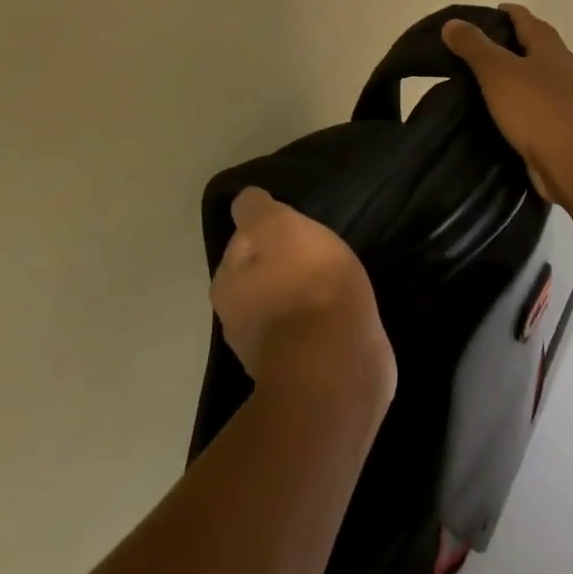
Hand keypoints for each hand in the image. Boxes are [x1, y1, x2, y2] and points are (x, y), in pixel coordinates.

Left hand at [212, 188, 395, 412]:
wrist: (338, 364)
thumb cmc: (306, 285)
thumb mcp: (277, 226)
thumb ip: (256, 209)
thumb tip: (247, 200)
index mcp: (227, 285)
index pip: (242, 242)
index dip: (267, 230)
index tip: (295, 225)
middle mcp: (238, 320)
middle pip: (260, 277)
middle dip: (283, 265)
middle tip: (318, 251)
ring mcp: (270, 353)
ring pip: (285, 307)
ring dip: (303, 295)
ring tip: (335, 281)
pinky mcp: (305, 373)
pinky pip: (311, 333)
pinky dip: (322, 322)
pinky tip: (345, 312)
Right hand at [442, 3, 572, 205]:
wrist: (568, 162)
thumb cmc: (533, 109)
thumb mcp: (496, 71)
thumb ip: (473, 45)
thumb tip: (453, 23)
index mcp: (550, 47)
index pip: (527, 19)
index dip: (506, 12)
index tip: (484, 14)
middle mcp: (563, 66)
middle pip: (536, 43)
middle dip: (511, 39)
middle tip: (479, 44)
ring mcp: (567, 95)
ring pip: (538, 72)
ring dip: (516, 69)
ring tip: (486, 75)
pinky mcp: (564, 121)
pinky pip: (538, 98)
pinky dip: (521, 95)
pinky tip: (503, 105)